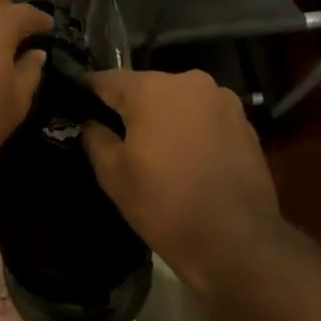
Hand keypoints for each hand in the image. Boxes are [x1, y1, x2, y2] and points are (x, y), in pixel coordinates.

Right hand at [83, 70, 287, 306]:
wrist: (236, 241)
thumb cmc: (164, 204)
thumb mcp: (113, 174)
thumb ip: (95, 137)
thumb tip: (91, 122)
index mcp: (153, 89)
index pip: (107, 79)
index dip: (87, 92)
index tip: (75, 106)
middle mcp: (190, 81)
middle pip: (147, 87)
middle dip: (129, 106)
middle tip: (114, 134)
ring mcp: (223, 100)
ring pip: (178, 101)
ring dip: (163, 117)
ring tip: (153, 149)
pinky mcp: (244, 122)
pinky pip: (204, 117)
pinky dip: (190, 129)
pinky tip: (185, 157)